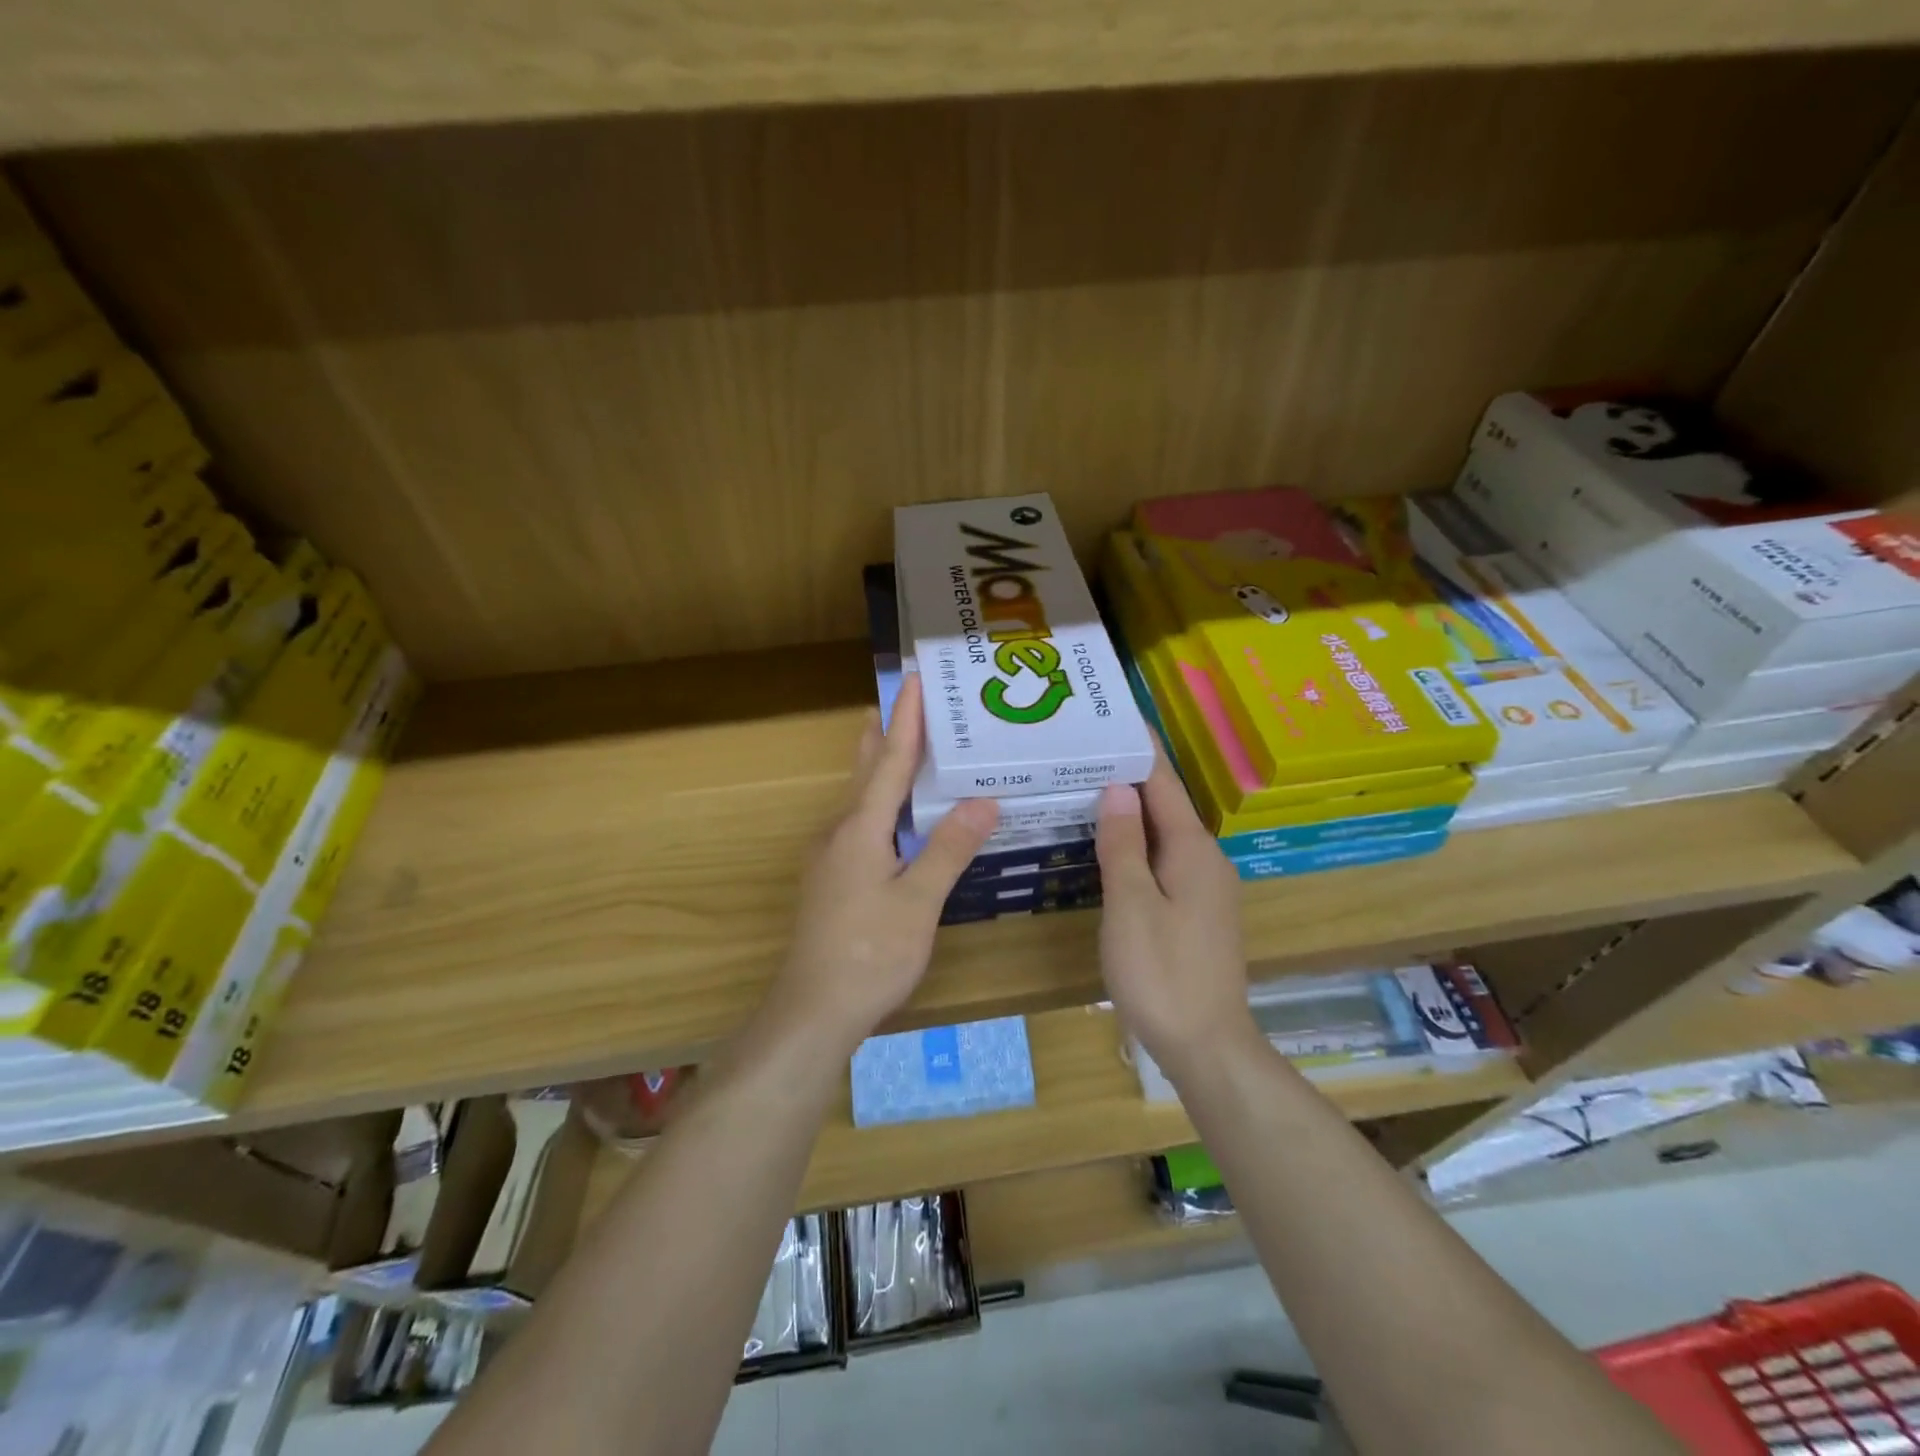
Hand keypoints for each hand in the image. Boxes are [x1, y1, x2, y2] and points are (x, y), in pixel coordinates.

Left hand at [771, 674, 997, 1050]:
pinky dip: (881, 804)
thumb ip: (949, 849)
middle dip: (886, 736)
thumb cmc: (869, 954)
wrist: (813, 1011)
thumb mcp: (918, 902)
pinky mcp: (832, 880)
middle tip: (907, 704)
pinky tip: (895, 818)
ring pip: (860, 800)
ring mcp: (831, 858)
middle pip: (866, 772)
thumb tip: (983, 800)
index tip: (915, 682)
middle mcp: (840, 833)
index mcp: (861, 829)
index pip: (889, 762)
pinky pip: (860, 825)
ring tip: (900, 745)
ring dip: (880, 768)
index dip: (906, 721)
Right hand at [1094, 751, 1253, 1076]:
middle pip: (1164, 806)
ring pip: (1162, 836)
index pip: (1163, 784)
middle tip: (1084, 753)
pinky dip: (1135, 844)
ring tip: (1088, 788)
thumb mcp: (1132, 904)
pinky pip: (1163, 862)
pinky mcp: (1196, 913)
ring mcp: (1205, 889)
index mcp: (1193, 850)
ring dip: (1130, 812)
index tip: (1115, 716)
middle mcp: (1206, 861)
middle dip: (1128, 777)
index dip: (1140, 749)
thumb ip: (1122, 844)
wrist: (1206, 1046)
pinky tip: (1108, 846)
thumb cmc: (1163, 972)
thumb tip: (1115, 788)